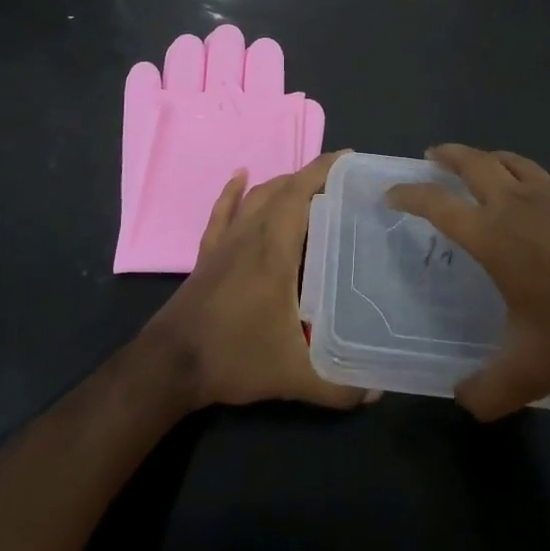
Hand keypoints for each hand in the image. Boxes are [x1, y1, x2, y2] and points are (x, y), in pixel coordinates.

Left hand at [144, 151, 370, 410]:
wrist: (171, 365)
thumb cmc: (234, 357)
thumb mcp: (293, 376)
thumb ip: (339, 386)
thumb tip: (378, 391)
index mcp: (274, 248)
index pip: (301, 193)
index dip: (325, 170)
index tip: (350, 159)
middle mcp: (250, 233)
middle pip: (282, 189)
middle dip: (312, 177)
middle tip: (343, 183)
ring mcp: (225, 241)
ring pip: (256, 196)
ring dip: (282, 184)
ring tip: (308, 187)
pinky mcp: (207, 253)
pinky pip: (222, 211)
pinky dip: (234, 191)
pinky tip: (242, 175)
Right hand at [387, 145, 549, 420]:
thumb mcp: (531, 372)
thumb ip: (488, 391)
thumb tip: (461, 400)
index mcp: (492, 236)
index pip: (436, 205)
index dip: (409, 194)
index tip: (392, 193)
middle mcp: (516, 204)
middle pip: (473, 163)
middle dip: (449, 156)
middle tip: (434, 155)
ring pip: (515, 162)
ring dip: (494, 158)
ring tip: (485, 163)